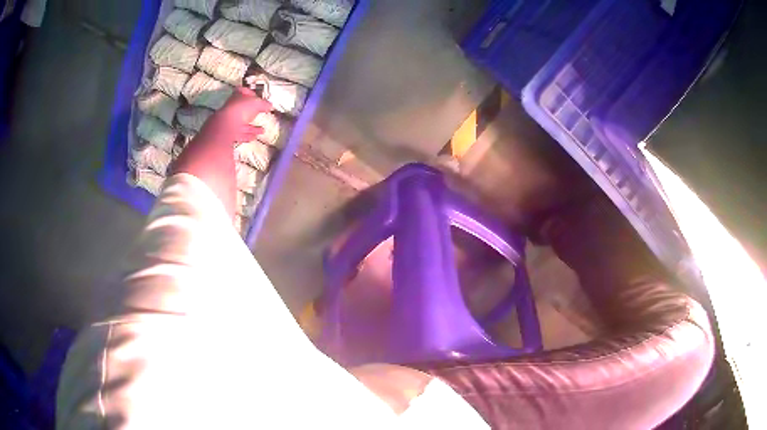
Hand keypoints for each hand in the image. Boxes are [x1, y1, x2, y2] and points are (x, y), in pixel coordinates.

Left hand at [204, 87, 272, 143]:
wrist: (226, 128)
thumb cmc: (239, 110)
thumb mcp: (256, 103)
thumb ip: (263, 103)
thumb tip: (269, 105)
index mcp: (236, 97)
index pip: (243, 92)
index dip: (251, 94)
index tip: (258, 97)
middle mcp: (231, 108)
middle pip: (242, 109)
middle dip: (251, 112)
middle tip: (259, 114)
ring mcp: (229, 122)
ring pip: (242, 123)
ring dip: (252, 127)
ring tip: (261, 129)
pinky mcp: (230, 134)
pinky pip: (240, 134)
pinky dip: (248, 135)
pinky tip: (255, 136)